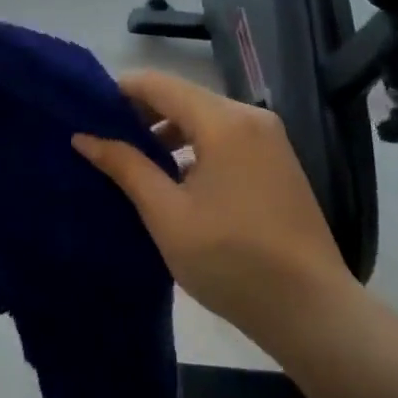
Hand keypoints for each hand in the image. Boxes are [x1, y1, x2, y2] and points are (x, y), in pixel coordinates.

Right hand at [73, 69, 359, 353]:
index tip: (86, 110)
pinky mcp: (277, 161)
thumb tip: (84, 137)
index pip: (159, 84)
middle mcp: (249, 116)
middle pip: (183, 96)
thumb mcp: (167, 215)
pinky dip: (195, 145)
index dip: (120, 91)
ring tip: (133, 159)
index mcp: (223, 121)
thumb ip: (126, 167)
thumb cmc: (232, 261)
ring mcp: (269, 138)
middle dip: (141, 112)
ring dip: (167, 131)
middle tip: (102, 136)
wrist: (313, 312)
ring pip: (204, 117)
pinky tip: (174, 175)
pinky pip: (225, 136)